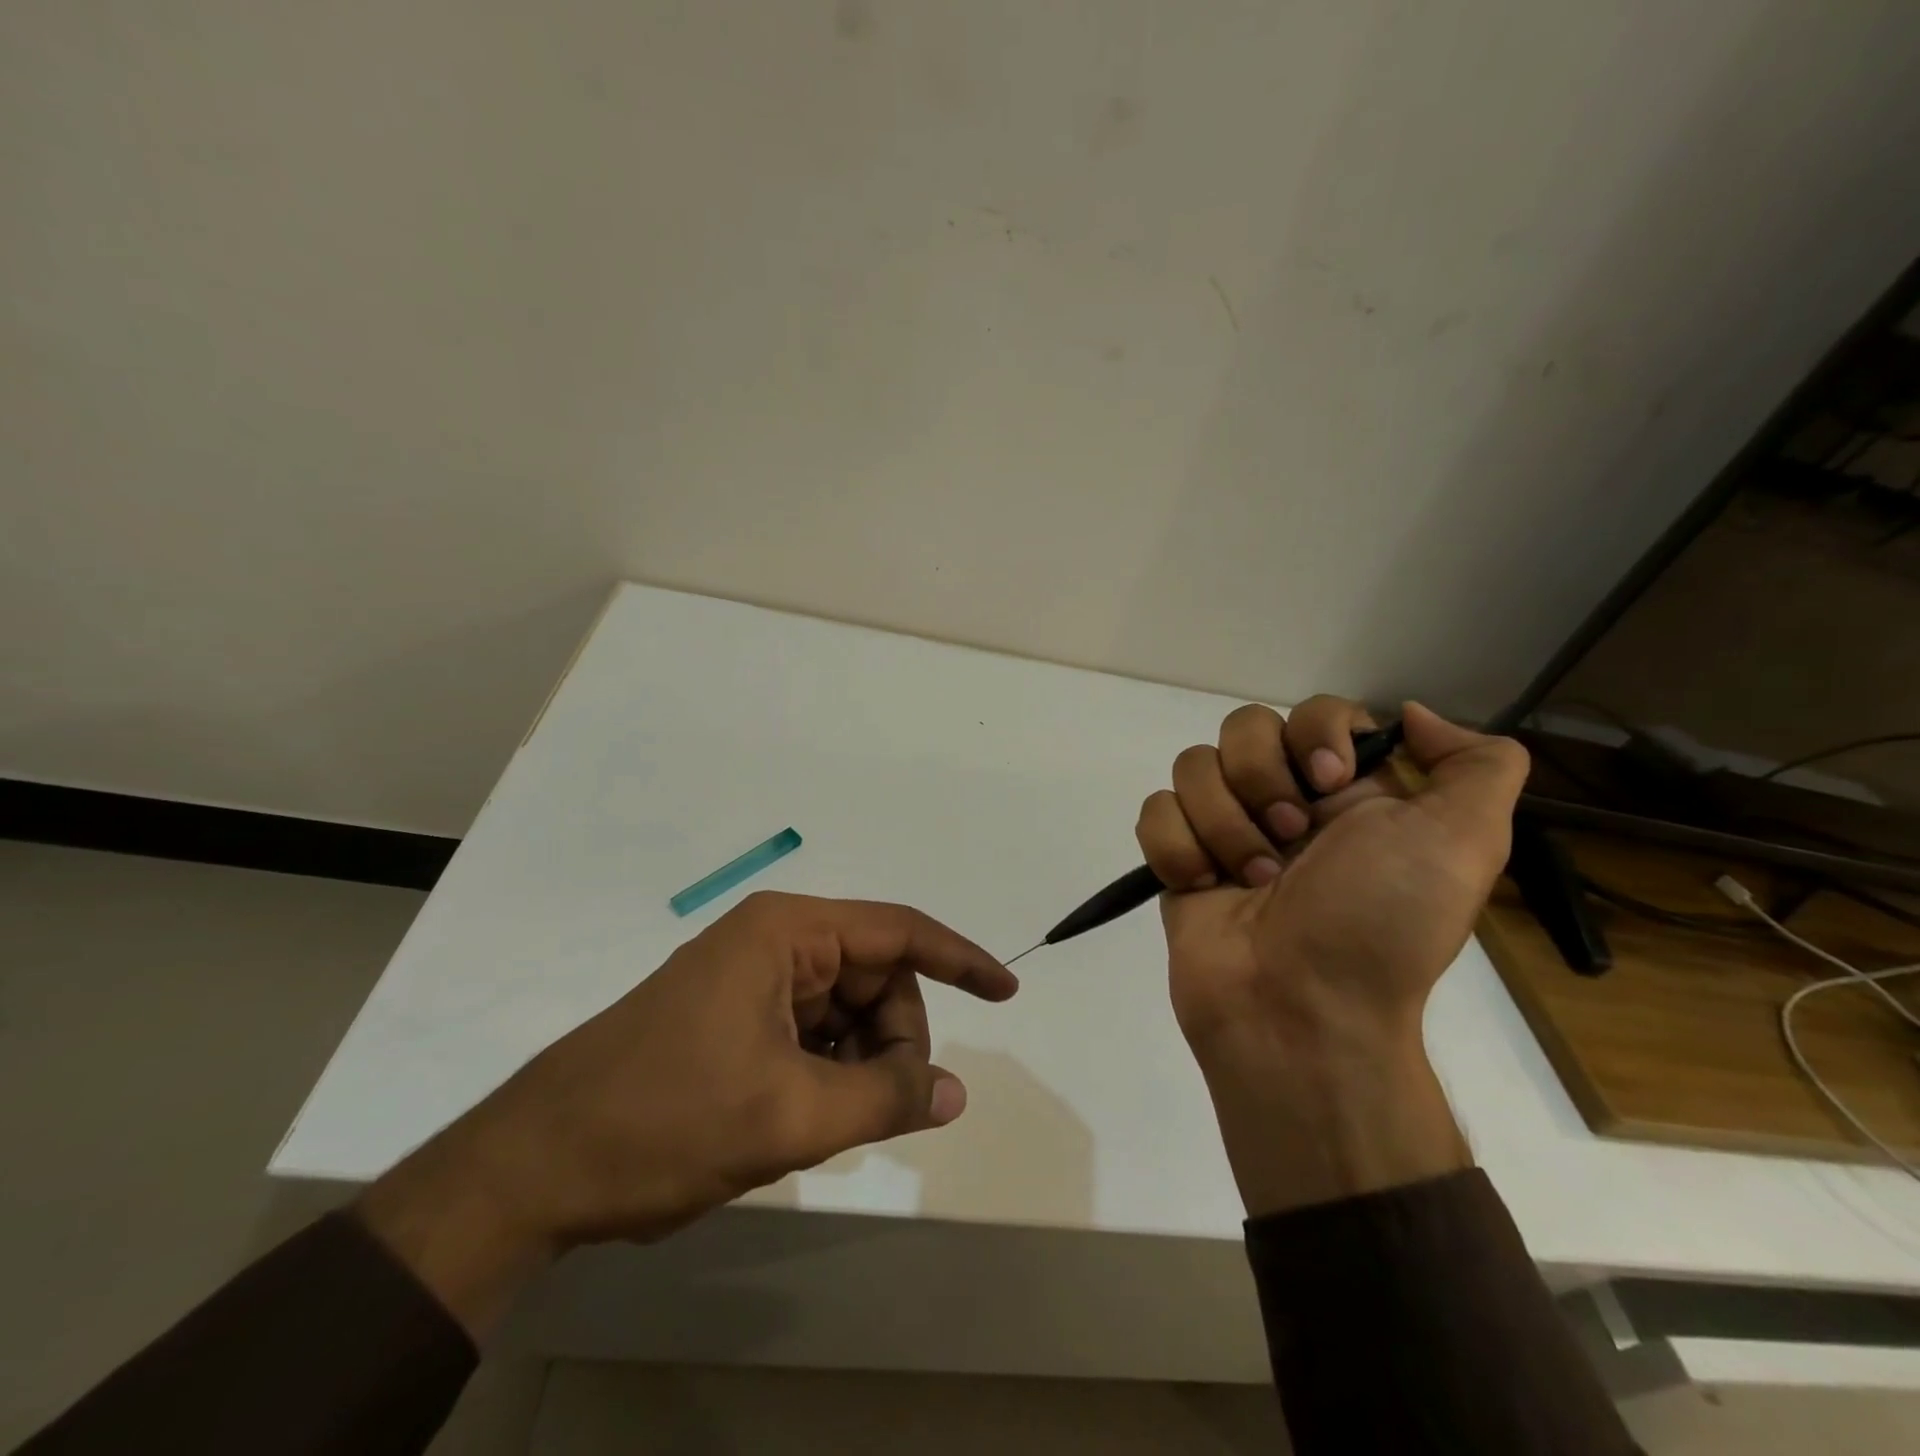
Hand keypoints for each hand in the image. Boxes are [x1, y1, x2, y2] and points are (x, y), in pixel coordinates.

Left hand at [357, 892, 1017, 1335]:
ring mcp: (753, 980)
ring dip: (859, 1063)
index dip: (959, 960)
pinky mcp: (737, 1018)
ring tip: (831, 1121)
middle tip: (885, 1108)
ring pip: (845, 1013)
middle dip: (895, 1039)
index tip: (1006, 992)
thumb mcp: (788, 1114)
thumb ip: (883, 1097)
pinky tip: (807, 1117)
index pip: (898, 932)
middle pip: (874, 979)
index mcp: (788, 933)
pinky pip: (812, 1034)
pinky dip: (829, 1073)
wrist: (537, 1165)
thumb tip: (954, 1094)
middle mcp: (775, 942)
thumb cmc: (665, 1119)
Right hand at [1135, 698, 1527, 1215]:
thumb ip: (1478, 766)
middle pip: (1243, 727)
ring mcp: (1224, 827)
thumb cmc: (1380, 926)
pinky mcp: (1178, 857)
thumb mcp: (1465, 845)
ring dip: (1223, 824)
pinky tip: (1204, 887)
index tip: (1329, 784)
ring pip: (1192, 765)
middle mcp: (1284, 798)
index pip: (1316, 711)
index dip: (1315, 734)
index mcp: (1347, 790)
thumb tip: (1413, 714)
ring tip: (1251, 880)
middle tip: (1290, 841)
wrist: (1300, 1013)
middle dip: (1261, 781)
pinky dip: (1177, 847)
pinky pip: (1155, 810)